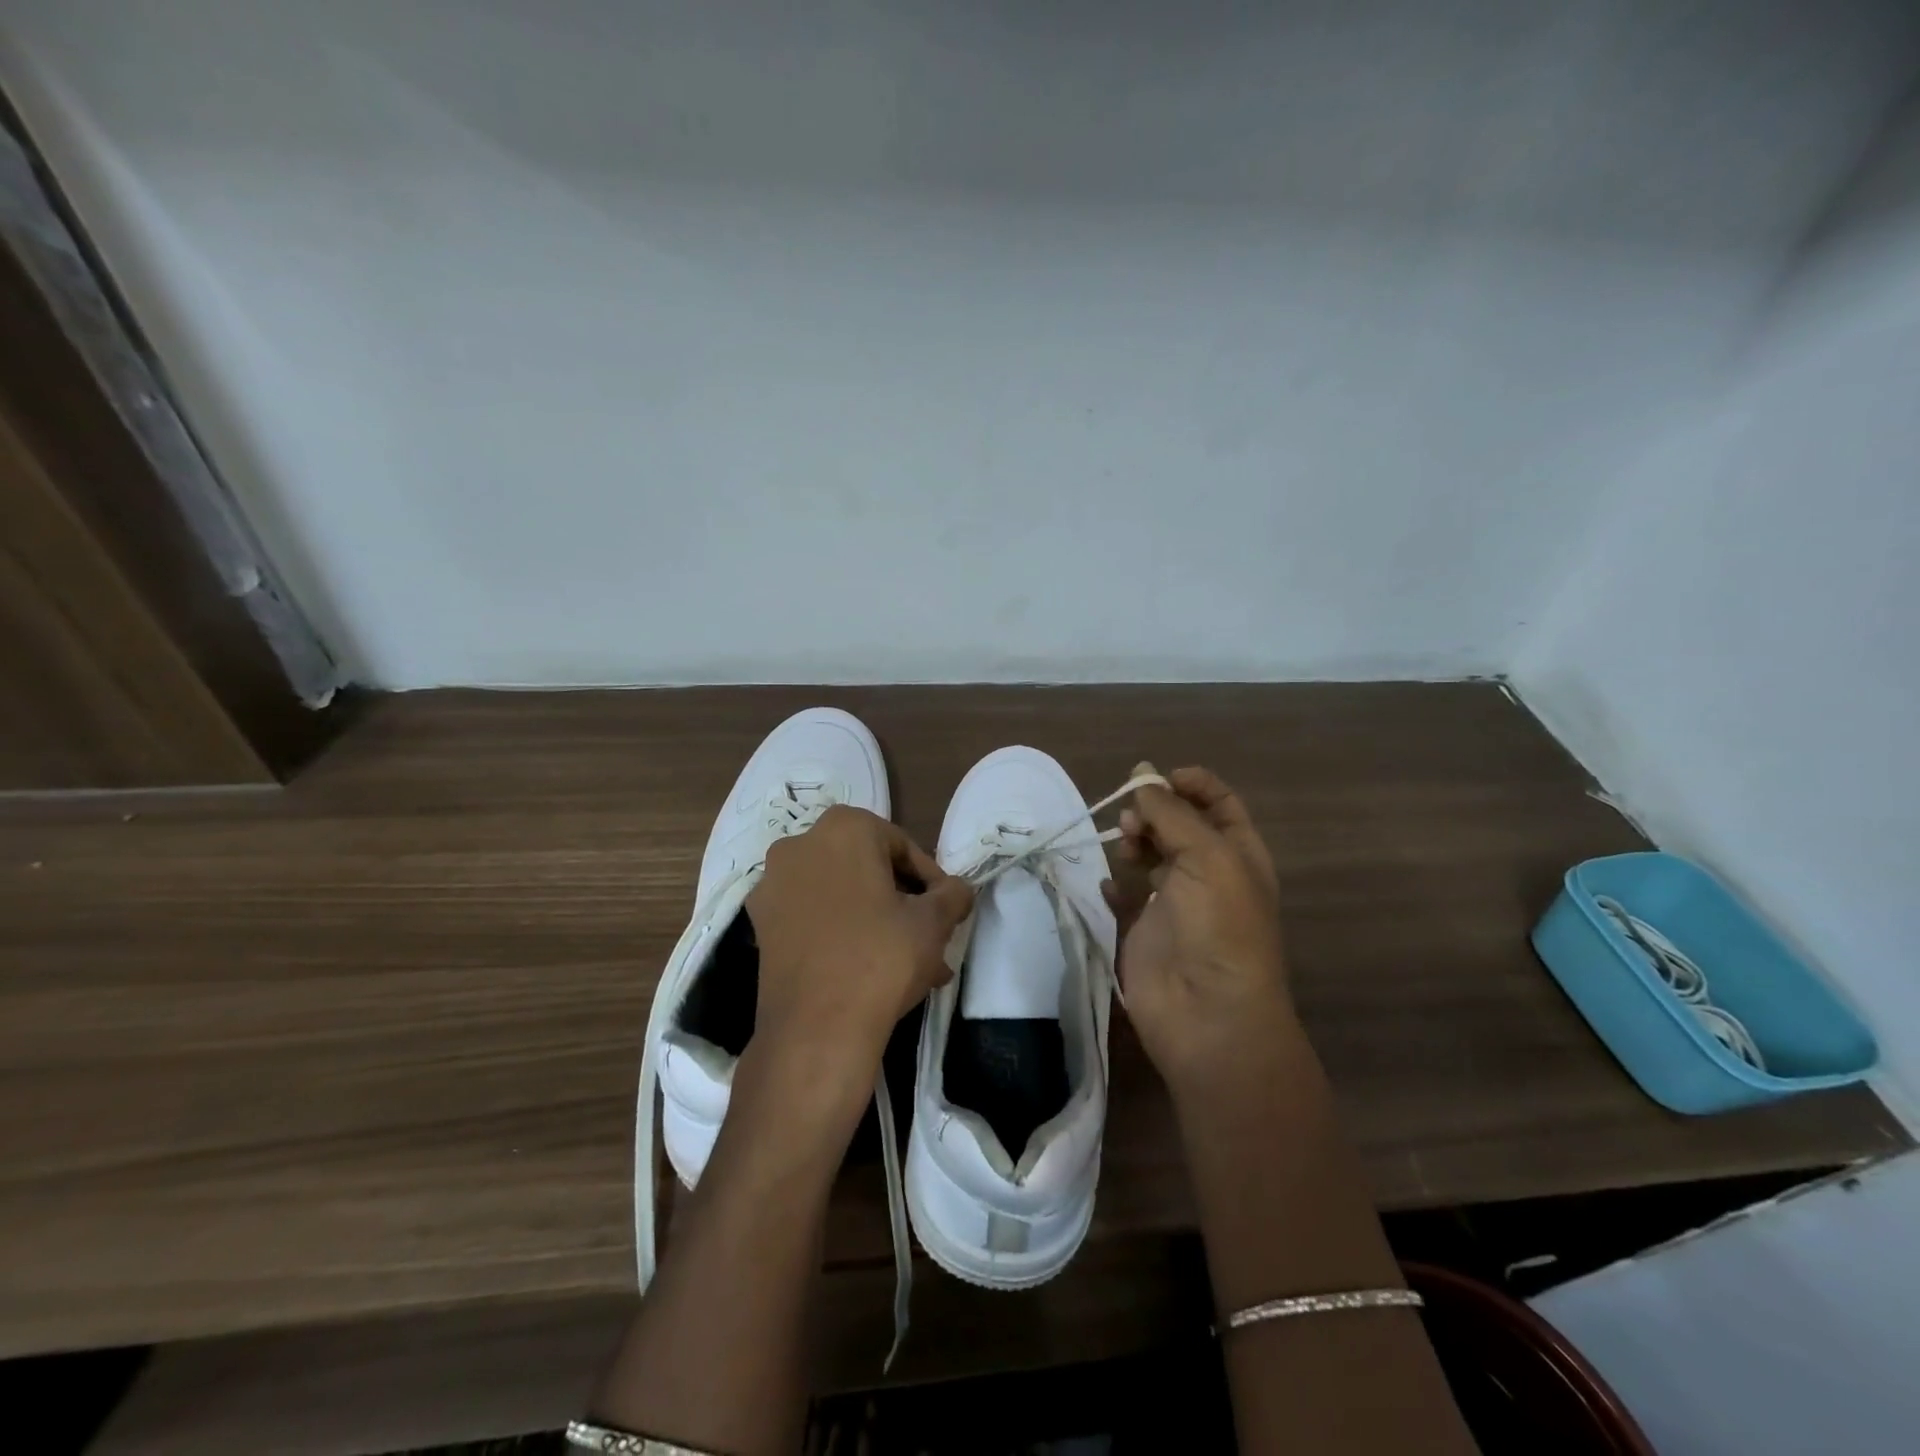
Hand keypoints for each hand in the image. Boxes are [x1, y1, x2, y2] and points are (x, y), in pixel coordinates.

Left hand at [746, 806, 972, 1088]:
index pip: (902, 847)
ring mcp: (774, 886)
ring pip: (842, 896)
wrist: (816, 1030)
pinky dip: (843, 934)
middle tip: (931, 937)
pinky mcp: (761, 925)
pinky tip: (873, 972)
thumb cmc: (881, 957)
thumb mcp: (933, 922)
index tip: (946, 911)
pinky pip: (815, 918)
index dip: (931, 880)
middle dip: (903, 903)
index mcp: (843, 828)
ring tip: (913, 964)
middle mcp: (800, 845)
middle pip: (869, 869)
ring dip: (878, 922)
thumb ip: (953, 894)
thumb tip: (958, 890)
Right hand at [1103, 764, 1300, 1105]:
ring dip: (1134, 841)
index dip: (1191, 784)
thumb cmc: (1219, 927)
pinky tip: (1109, 884)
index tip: (1157, 778)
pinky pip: (1124, 895)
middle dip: (1155, 811)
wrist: (1207, 1014)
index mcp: (1238, 854)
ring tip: (1125, 846)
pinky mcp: (1144, 929)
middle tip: (1133, 820)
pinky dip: (1114, 884)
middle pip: (1179, 824)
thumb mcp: (1207, 857)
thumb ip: (1172, 813)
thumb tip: (1144, 774)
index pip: (1218, 803)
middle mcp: (1209, 873)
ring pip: (1150, 854)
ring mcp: (1175, 902)